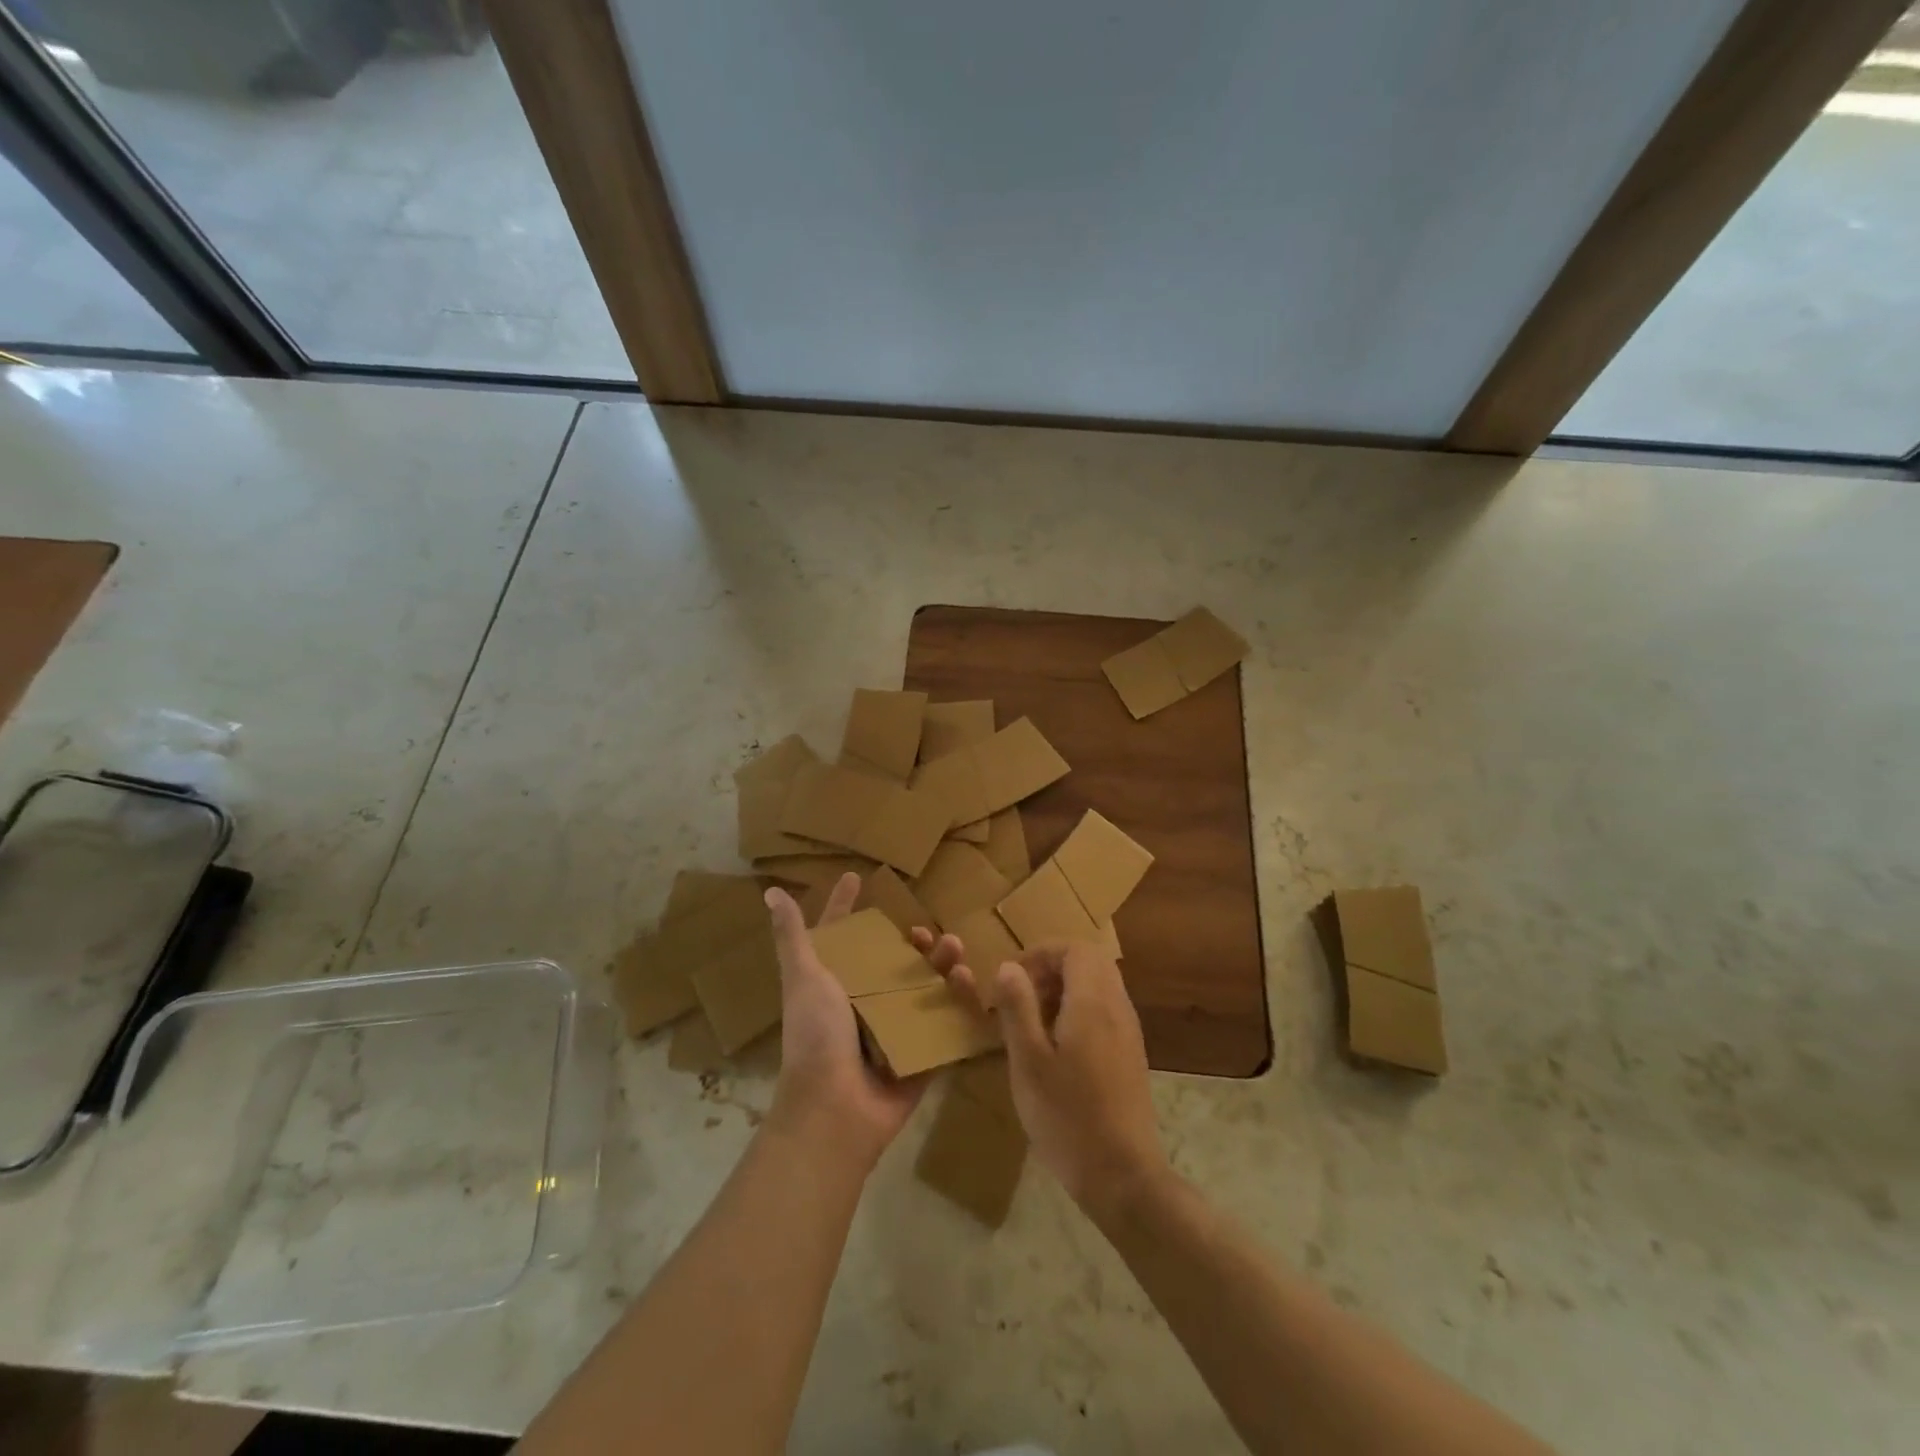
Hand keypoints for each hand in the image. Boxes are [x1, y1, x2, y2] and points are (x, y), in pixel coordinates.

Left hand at [764, 875, 957, 1172]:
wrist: (835, 1109)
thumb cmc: (816, 1036)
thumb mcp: (804, 979)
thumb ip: (793, 937)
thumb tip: (770, 892)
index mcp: (835, 983)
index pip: (842, 935)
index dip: (846, 907)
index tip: (857, 877)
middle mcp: (864, 1002)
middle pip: (892, 960)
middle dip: (912, 941)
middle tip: (925, 932)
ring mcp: (894, 1028)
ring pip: (924, 986)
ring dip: (941, 965)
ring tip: (955, 949)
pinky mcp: (920, 1052)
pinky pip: (944, 1021)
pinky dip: (959, 1001)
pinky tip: (968, 982)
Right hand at [942, 940, 1167, 1210]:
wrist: (1123, 1176)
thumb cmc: (1068, 1117)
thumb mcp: (1028, 1062)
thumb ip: (1018, 1008)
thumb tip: (1008, 966)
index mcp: (1093, 1002)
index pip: (1075, 948)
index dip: (1041, 952)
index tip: (1012, 976)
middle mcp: (1117, 1007)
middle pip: (1090, 961)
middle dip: (1053, 967)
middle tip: (1022, 995)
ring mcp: (1128, 1031)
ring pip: (1099, 985)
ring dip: (1066, 989)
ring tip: (1033, 1022)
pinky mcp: (1130, 1054)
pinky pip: (1106, 1009)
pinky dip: (1080, 1010)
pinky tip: (1057, 1047)